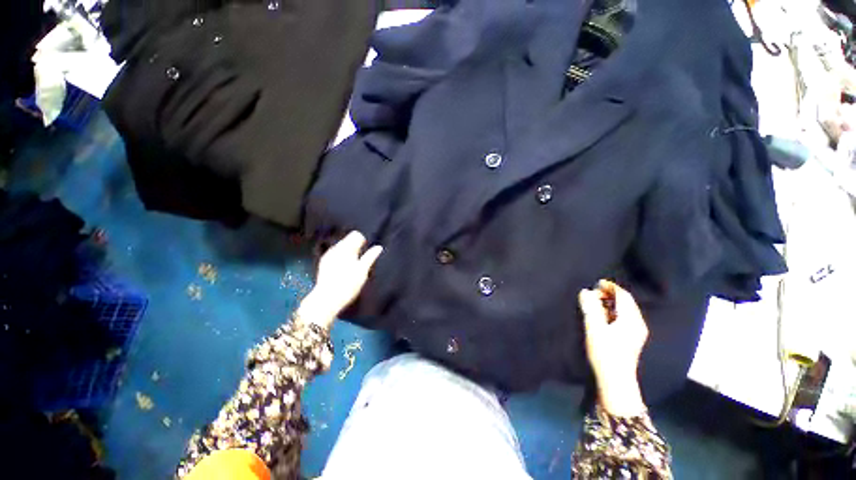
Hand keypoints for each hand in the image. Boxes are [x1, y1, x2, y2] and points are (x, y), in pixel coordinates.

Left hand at [297, 231, 383, 329]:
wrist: (326, 299)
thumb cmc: (348, 284)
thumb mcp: (363, 271)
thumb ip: (370, 256)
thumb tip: (379, 247)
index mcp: (346, 249)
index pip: (356, 235)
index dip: (363, 241)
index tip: (366, 251)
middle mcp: (336, 249)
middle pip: (348, 240)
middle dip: (355, 246)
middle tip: (361, 260)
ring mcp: (328, 255)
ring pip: (341, 247)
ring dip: (348, 252)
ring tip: (353, 265)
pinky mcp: (323, 263)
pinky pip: (335, 254)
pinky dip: (341, 257)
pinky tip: (343, 269)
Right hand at [579, 280, 648, 416]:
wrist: (615, 381)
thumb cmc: (605, 353)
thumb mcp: (594, 328)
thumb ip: (590, 308)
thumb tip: (585, 291)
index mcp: (631, 319)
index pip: (623, 296)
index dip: (610, 287)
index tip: (597, 283)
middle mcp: (638, 324)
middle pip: (626, 302)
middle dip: (610, 295)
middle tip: (594, 293)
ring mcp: (636, 333)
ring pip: (625, 311)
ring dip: (611, 304)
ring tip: (596, 303)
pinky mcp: (631, 340)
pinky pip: (623, 319)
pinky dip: (613, 313)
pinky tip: (603, 317)